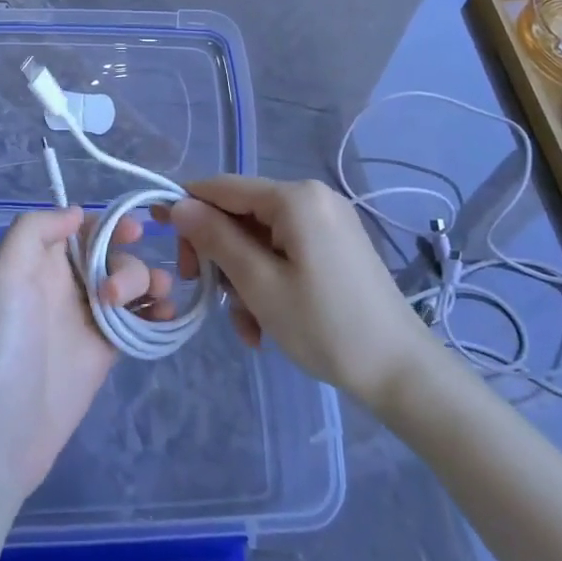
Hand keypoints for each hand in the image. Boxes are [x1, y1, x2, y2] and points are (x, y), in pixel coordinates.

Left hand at [0, 207, 174, 499]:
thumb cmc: (0, 345)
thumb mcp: (3, 274)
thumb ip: (35, 230)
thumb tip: (78, 213)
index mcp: (38, 262)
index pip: (82, 229)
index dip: (109, 224)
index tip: (132, 231)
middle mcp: (64, 284)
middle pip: (112, 254)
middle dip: (126, 263)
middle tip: (114, 295)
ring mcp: (87, 318)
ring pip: (130, 284)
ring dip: (149, 282)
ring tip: (157, 301)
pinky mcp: (105, 351)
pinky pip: (139, 320)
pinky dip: (158, 312)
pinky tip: (165, 316)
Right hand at [164, 177, 423, 406]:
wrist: (402, 372)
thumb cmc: (325, 326)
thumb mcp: (259, 284)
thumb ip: (216, 239)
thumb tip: (178, 205)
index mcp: (295, 198)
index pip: (222, 187)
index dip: (186, 208)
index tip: (159, 237)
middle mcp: (312, 198)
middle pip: (241, 215)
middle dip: (219, 256)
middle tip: (206, 296)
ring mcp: (327, 222)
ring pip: (260, 239)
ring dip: (242, 279)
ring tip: (248, 327)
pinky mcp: (335, 246)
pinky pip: (284, 252)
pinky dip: (267, 281)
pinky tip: (265, 324)